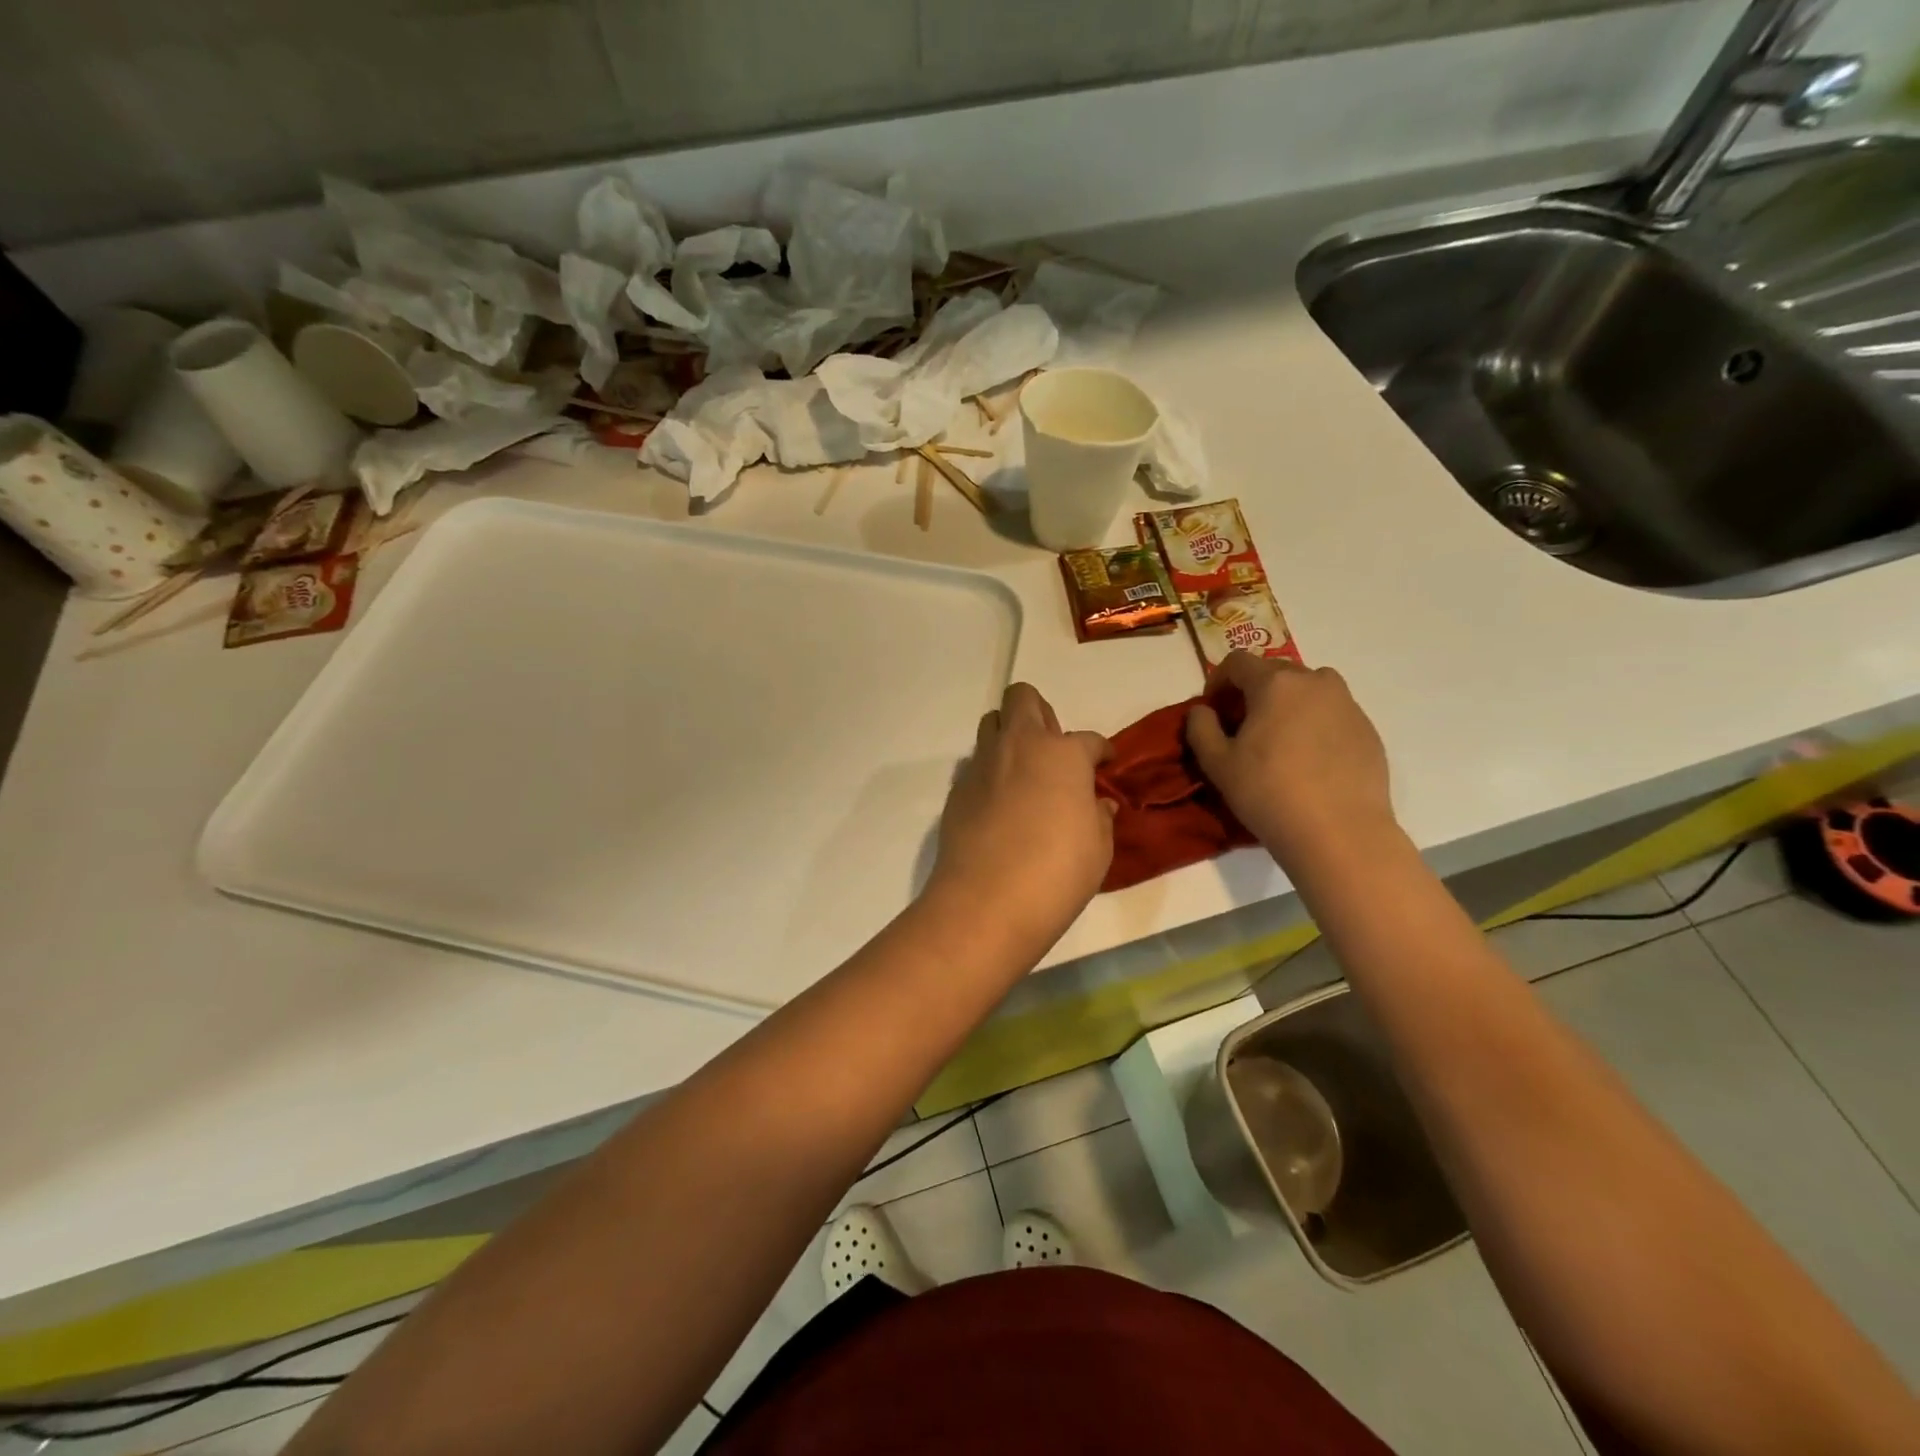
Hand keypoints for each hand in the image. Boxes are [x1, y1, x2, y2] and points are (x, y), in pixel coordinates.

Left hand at [925, 683, 1114, 953]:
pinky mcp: (958, 789)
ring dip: (1011, 736)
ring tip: (1026, 772)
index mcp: (1062, 754)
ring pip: (993, 724)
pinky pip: (977, 765)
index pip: (1089, 740)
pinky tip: (1001, 806)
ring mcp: (982, 765)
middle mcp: (1019, 746)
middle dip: (1041, 714)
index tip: (1106, 763)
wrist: (986, 902)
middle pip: (1023, 699)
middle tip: (1054, 750)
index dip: (1102, 751)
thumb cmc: (1057, 873)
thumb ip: (1099, 817)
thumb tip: (1097, 804)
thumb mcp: (1098, 849)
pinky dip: (992, 773)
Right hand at [1186, 652, 1393, 868]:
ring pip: (1310, 689)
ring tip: (1279, 738)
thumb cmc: (1268, 793)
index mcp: (1275, 684)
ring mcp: (1348, 705)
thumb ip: (1201, 728)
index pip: (1238, 662)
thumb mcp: (1217, 763)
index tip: (1212, 708)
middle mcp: (1315, 682)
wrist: (1339, 832)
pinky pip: (1333, 713)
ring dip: (1288, 702)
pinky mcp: (1368, 730)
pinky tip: (1308, 760)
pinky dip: (1315, 723)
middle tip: (1242, 725)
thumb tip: (1203, 711)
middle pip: (1276, 671)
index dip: (1218, 679)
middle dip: (1253, 690)